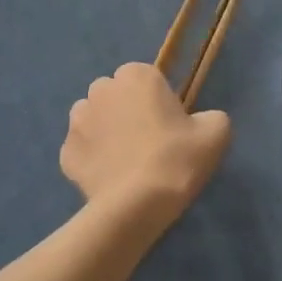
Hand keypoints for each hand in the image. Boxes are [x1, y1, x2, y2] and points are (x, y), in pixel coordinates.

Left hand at [61, 63, 231, 225]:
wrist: (137, 204)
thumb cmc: (177, 159)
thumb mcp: (216, 133)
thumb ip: (211, 117)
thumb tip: (201, 122)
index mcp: (136, 76)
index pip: (146, 77)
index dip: (158, 99)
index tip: (170, 124)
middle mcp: (100, 90)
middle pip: (116, 94)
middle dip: (127, 110)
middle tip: (149, 142)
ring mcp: (77, 122)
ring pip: (93, 119)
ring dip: (106, 131)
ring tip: (126, 160)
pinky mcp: (65, 153)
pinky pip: (83, 149)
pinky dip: (93, 159)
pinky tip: (111, 177)